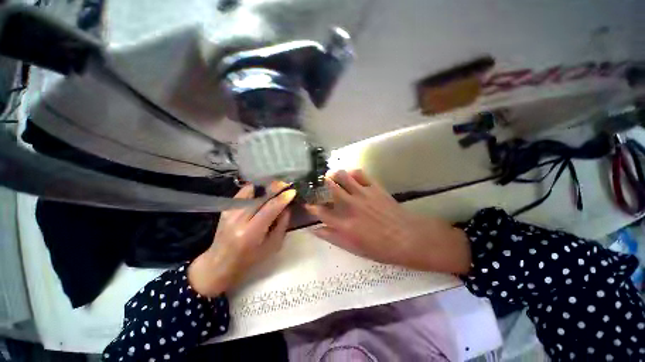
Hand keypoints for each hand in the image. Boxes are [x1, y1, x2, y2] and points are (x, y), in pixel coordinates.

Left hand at [188, 183, 295, 296]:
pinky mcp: (226, 208)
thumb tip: (287, 207)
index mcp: (250, 233)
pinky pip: (243, 192)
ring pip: (250, 191)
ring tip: (276, 185)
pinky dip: (255, 189)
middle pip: (259, 197)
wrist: (221, 262)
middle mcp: (238, 220)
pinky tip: (263, 190)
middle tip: (286, 183)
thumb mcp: (272, 246)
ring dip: (266, 186)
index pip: (269, 209)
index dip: (282, 199)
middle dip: (275, 187)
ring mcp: (230, 212)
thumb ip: (282, 225)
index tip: (292, 191)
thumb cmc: (251, 258)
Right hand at [306, 170, 470, 273]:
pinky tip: (351, 175)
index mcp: (345, 224)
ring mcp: (363, 194)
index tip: (308, 203)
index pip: (322, 212)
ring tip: (332, 175)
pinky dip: (353, 172)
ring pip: (344, 176)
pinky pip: (361, 174)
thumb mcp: (354, 249)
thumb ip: (333, 238)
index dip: (312, 207)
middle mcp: (351, 206)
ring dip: (335, 174)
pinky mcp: (375, 188)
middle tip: (319, 183)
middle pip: (331, 188)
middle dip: (322, 183)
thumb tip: (315, 229)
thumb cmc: (381, 248)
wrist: (409, 238)